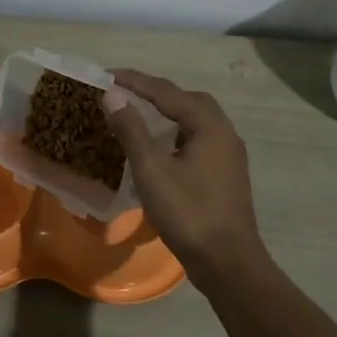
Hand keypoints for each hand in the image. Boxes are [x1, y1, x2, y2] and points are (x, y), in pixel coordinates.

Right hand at [104, 70, 266, 275]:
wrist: (227, 262)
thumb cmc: (188, 212)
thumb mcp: (152, 169)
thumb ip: (132, 129)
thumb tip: (112, 95)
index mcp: (209, 125)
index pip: (167, 92)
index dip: (135, 81)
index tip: (107, 74)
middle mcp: (224, 133)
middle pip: (188, 101)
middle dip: (157, 93)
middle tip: (126, 93)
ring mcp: (229, 156)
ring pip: (196, 122)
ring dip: (168, 114)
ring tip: (139, 117)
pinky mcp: (226, 175)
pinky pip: (199, 141)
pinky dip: (176, 135)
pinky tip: (160, 150)